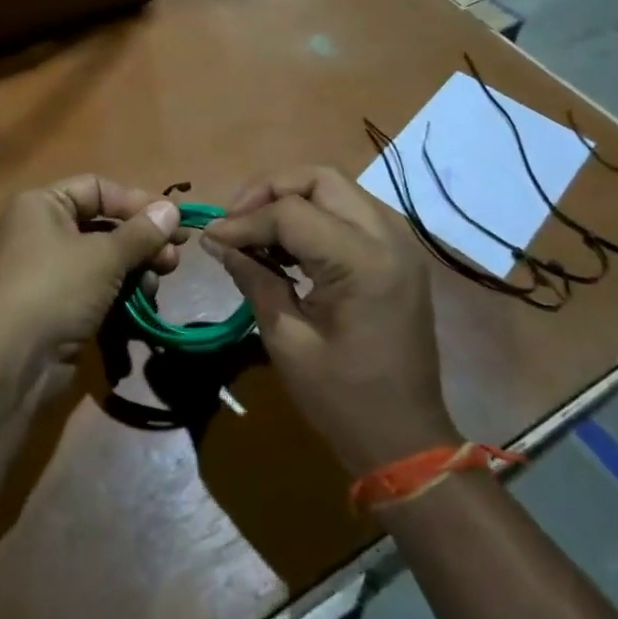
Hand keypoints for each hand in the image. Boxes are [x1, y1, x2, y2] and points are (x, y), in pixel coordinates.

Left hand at [0, 175, 184, 389]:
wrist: (10, 361)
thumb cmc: (54, 288)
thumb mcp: (103, 255)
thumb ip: (141, 233)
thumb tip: (171, 210)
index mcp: (43, 205)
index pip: (96, 188)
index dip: (135, 202)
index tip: (173, 221)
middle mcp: (43, 232)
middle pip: (103, 226)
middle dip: (141, 242)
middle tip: (173, 260)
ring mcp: (50, 273)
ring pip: (103, 261)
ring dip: (135, 270)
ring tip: (156, 284)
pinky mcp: (58, 308)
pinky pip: (97, 291)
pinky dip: (120, 295)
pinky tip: (142, 306)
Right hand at [201, 166, 456, 472]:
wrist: (405, 440)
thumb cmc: (341, 398)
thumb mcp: (285, 338)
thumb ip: (252, 277)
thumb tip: (216, 241)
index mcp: (362, 262)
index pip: (290, 212)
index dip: (244, 222)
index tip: (211, 238)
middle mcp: (388, 238)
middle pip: (319, 178)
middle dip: (269, 191)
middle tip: (237, 222)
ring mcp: (399, 243)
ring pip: (335, 187)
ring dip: (291, 198)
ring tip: (257, 230)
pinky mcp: (398, 254)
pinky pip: (349, 210)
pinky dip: (313, 214)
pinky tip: (288, 245)